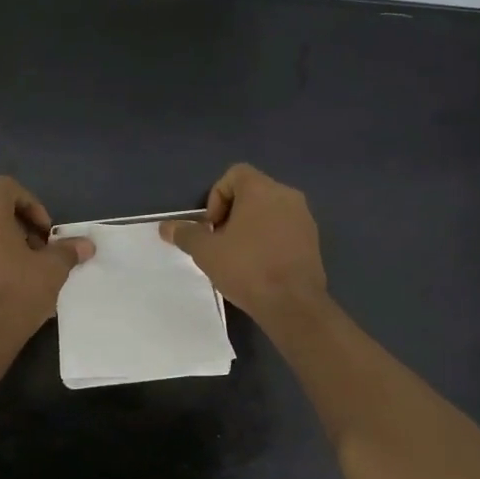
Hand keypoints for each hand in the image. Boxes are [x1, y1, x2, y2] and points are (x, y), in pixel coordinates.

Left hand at [0, 176, 92, 336]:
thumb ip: (68, 251)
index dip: (30, 202)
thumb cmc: (16, 293)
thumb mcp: (52, 270)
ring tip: (27, 273)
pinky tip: (9, 289)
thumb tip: (86, 245)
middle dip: (22, 228)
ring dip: (7, 247)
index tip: (44, 231)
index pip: (5, 187)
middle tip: (40, 254)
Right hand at [160, 163, 327, 323]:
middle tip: (221, 243)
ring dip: (251, 228)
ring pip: (269, 212)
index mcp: (262, 189)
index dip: (216, 197)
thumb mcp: (206, 252)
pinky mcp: (313, 240)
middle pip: (252, 192)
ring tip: (239, 257)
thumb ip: (186, 234)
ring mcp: (304, 218)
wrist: (293, 304)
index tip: (212, 227)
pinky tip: (260, 267)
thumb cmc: (247, 268)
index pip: (234, 174)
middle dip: (231, 214)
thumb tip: (166, 227)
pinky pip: (284, 229)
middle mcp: (287, 195)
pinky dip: (269, 240)